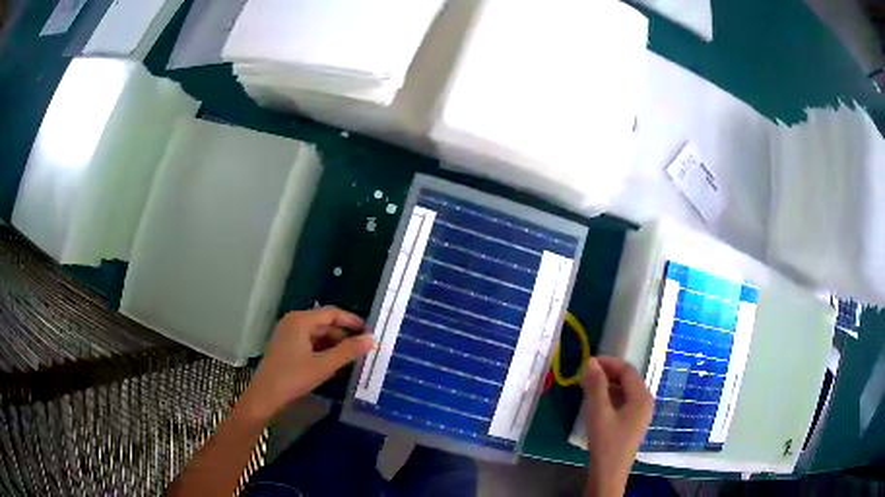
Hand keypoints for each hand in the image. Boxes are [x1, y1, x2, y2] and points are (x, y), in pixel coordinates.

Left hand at [237, 307, 373, 422]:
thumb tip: (371, 338)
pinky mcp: (286, 347)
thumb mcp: (324, 365)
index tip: (369, 331)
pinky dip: (323, 350)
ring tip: (352, 357)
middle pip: (324, 323)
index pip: (332, 313)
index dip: (352, 320)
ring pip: (317, 334)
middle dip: (344, 334)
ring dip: (335, 344)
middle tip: (363, 347)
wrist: (265, 396)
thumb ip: (348, 351)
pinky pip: (309, 343)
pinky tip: (334, 363)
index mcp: (301, 320)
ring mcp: (288, 334)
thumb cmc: (293, 377)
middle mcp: (293, 322)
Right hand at [581, 356, 652, 496]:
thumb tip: (590, 361)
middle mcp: (645, 401)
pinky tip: (596, 403)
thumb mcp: (599, 412)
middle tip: (585, 374)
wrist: (609, 474)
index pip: (626, 370)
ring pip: (625, 391)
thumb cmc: (606, 442)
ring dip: (608, 385)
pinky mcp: (633, 423)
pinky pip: (624, 402)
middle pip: (628, 379)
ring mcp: (641, 414)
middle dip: (607, 373)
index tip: (587, 363)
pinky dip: (610, 397)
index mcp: (642, 396)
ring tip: (588, 387)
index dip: (608, 363)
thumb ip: (596, 385)